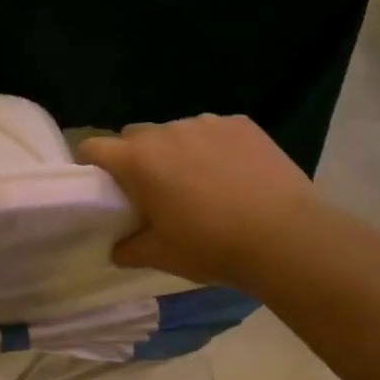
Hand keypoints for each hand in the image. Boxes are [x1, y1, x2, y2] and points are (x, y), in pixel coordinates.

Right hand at [76, 115, 313, 286]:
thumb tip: (116, 248)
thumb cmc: (212, 247)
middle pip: (134, 136)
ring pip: (175, 132)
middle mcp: (165, 132)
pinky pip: (213, 130)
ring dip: (176, 152)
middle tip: (155, 191)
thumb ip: (129, 248)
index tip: (104, 188)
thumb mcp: (161, 256)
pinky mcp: (240, 124)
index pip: (93, 147)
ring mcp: (205, 123)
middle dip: (136, 158)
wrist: (287, 238)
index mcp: (137, 161)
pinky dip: (213, 147)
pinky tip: (234, 175)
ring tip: (202, 183)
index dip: (92, 165)